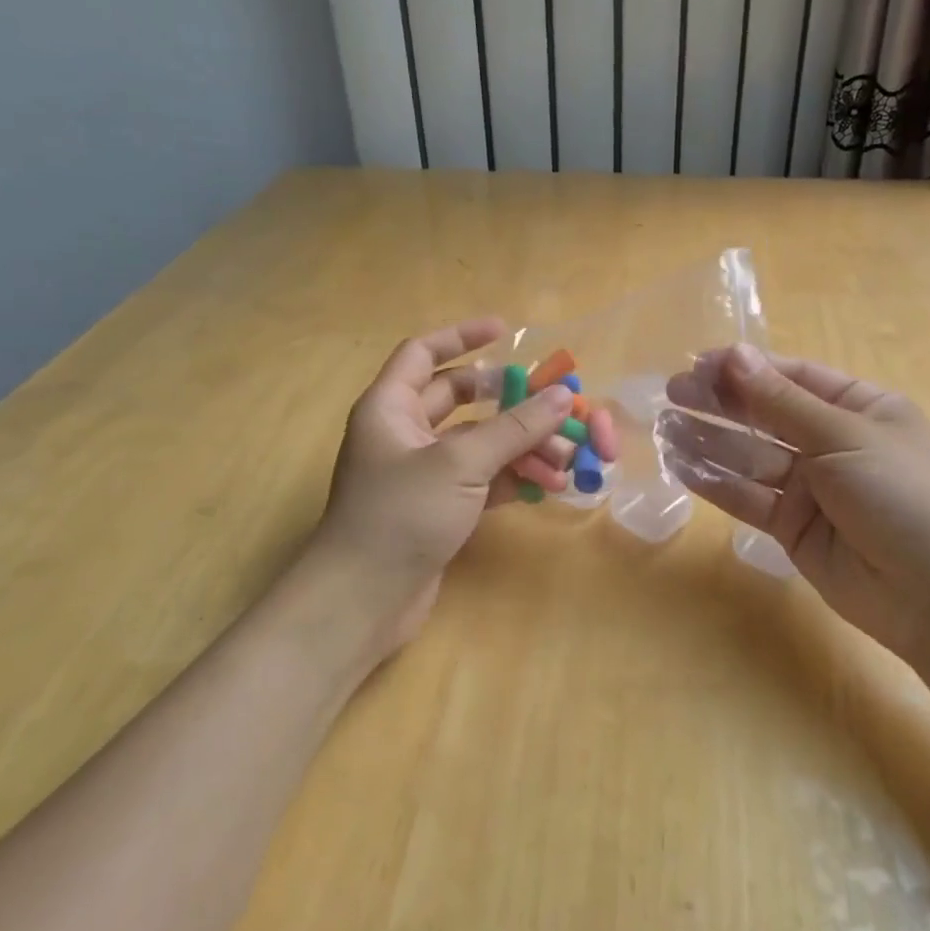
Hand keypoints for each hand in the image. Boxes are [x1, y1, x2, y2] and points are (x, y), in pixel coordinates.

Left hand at [311, 318, 576, 656]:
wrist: (363, 601)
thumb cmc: (401, 515)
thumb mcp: (461, 464)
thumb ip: (515, 427)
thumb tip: (564, 394)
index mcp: (391, 407)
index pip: (424, 353)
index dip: (462, 336)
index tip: (505, 329)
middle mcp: (404, 433)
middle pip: (462, 399)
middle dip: (509, 401)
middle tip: (553, 403)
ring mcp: (422, 474)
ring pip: (478, 443)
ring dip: (521, 446)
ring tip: (566, 458)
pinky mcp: (439, 508)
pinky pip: (482, 479)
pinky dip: (513, 479)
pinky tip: (548, 486)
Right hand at [661, 345, 929, 664]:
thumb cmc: (900, 493)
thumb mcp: (843, 435)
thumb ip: (781, 400)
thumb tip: (734, 353)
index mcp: (859, 408)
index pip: (793, 377)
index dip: (747, 368)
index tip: (699, 363)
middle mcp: (832, 443)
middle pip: (766, 415)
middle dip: (721, 403)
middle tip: (672, 392)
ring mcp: (810, 488)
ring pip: (750, 457)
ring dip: (709, 441)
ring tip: (665, 426)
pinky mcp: (791, 527)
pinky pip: (748, 498)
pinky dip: (716, 483)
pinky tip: (680, 466)